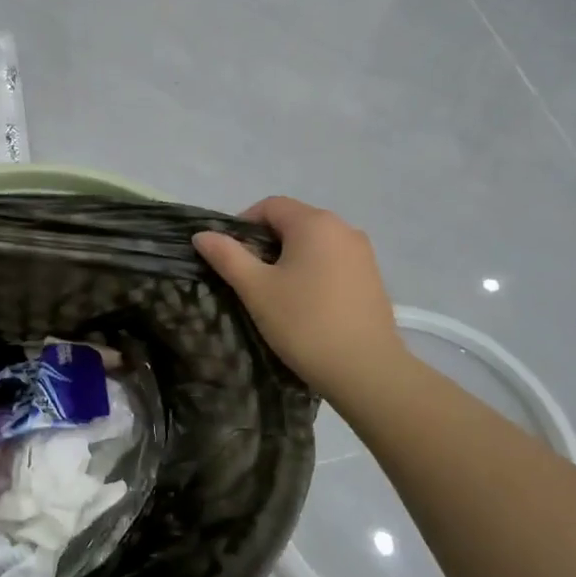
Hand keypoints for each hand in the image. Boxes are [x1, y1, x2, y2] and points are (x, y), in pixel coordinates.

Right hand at [194, 196, 405, 398]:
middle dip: (266, 243)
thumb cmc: (304, 323)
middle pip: (294, 222)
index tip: (230, 257)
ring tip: (276, 293)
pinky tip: (306, 304)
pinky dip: (314, 271)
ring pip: (314, 243)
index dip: (243, 224)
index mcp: (315, 223)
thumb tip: (202, 234)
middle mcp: (343, 228)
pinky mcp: (373, 277)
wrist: (365, 370)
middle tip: (249, 278)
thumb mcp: (256, 289)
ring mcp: (363, 253)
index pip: (270, 206)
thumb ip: (227, 256)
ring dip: (290, 258)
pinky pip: (334, 261)